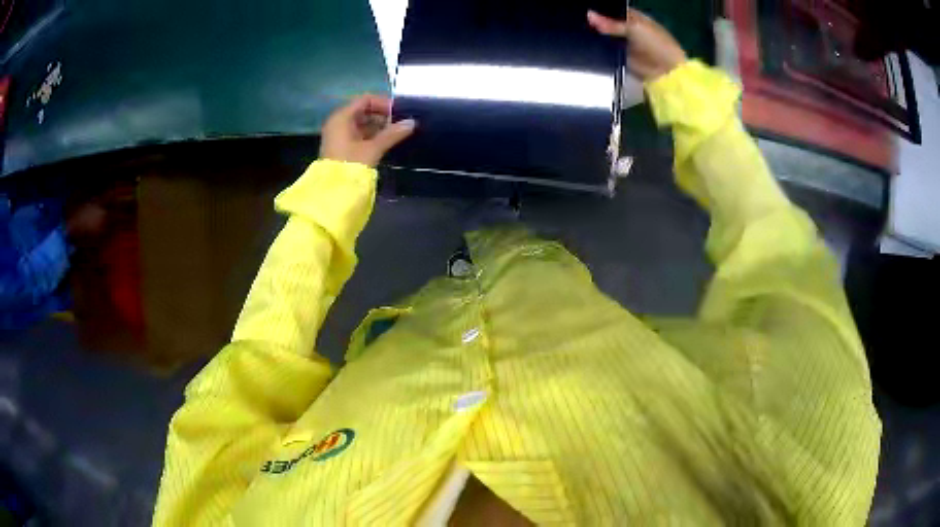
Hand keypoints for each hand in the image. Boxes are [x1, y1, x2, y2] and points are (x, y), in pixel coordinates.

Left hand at [319, 94, 415, 166]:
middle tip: (400, 123)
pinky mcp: (341, 147)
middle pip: (363, 111)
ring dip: (378, 126)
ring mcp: (338, 135)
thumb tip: (412, 122)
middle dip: (382, 115)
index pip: (365, 100)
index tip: (399, 112)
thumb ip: (392, 134)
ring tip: (396, 133)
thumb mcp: (373, 148)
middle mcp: (338, 122)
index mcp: (342, 117)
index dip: (383, 103)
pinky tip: (385, 141)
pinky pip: (358, 134)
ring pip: (361, 123)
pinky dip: (371, 135)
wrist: (332, 192)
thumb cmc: (351, 165)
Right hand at [588, 9, 687, 81]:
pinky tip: (586, 43)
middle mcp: (628, 28)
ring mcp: (624, 43)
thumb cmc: (656, 44)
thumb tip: (589, 15)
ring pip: (604, 35)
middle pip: (607, 22)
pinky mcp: (619, 56)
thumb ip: (611, 22)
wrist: (666, 72)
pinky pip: (605, 50)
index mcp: (634, 17)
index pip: (613, 9)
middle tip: (580, 19)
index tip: (586, 9)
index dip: (601, 9)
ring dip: (595, 34)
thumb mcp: (634, 28)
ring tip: (579, 31)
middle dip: (596, 22)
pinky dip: (598, 47)